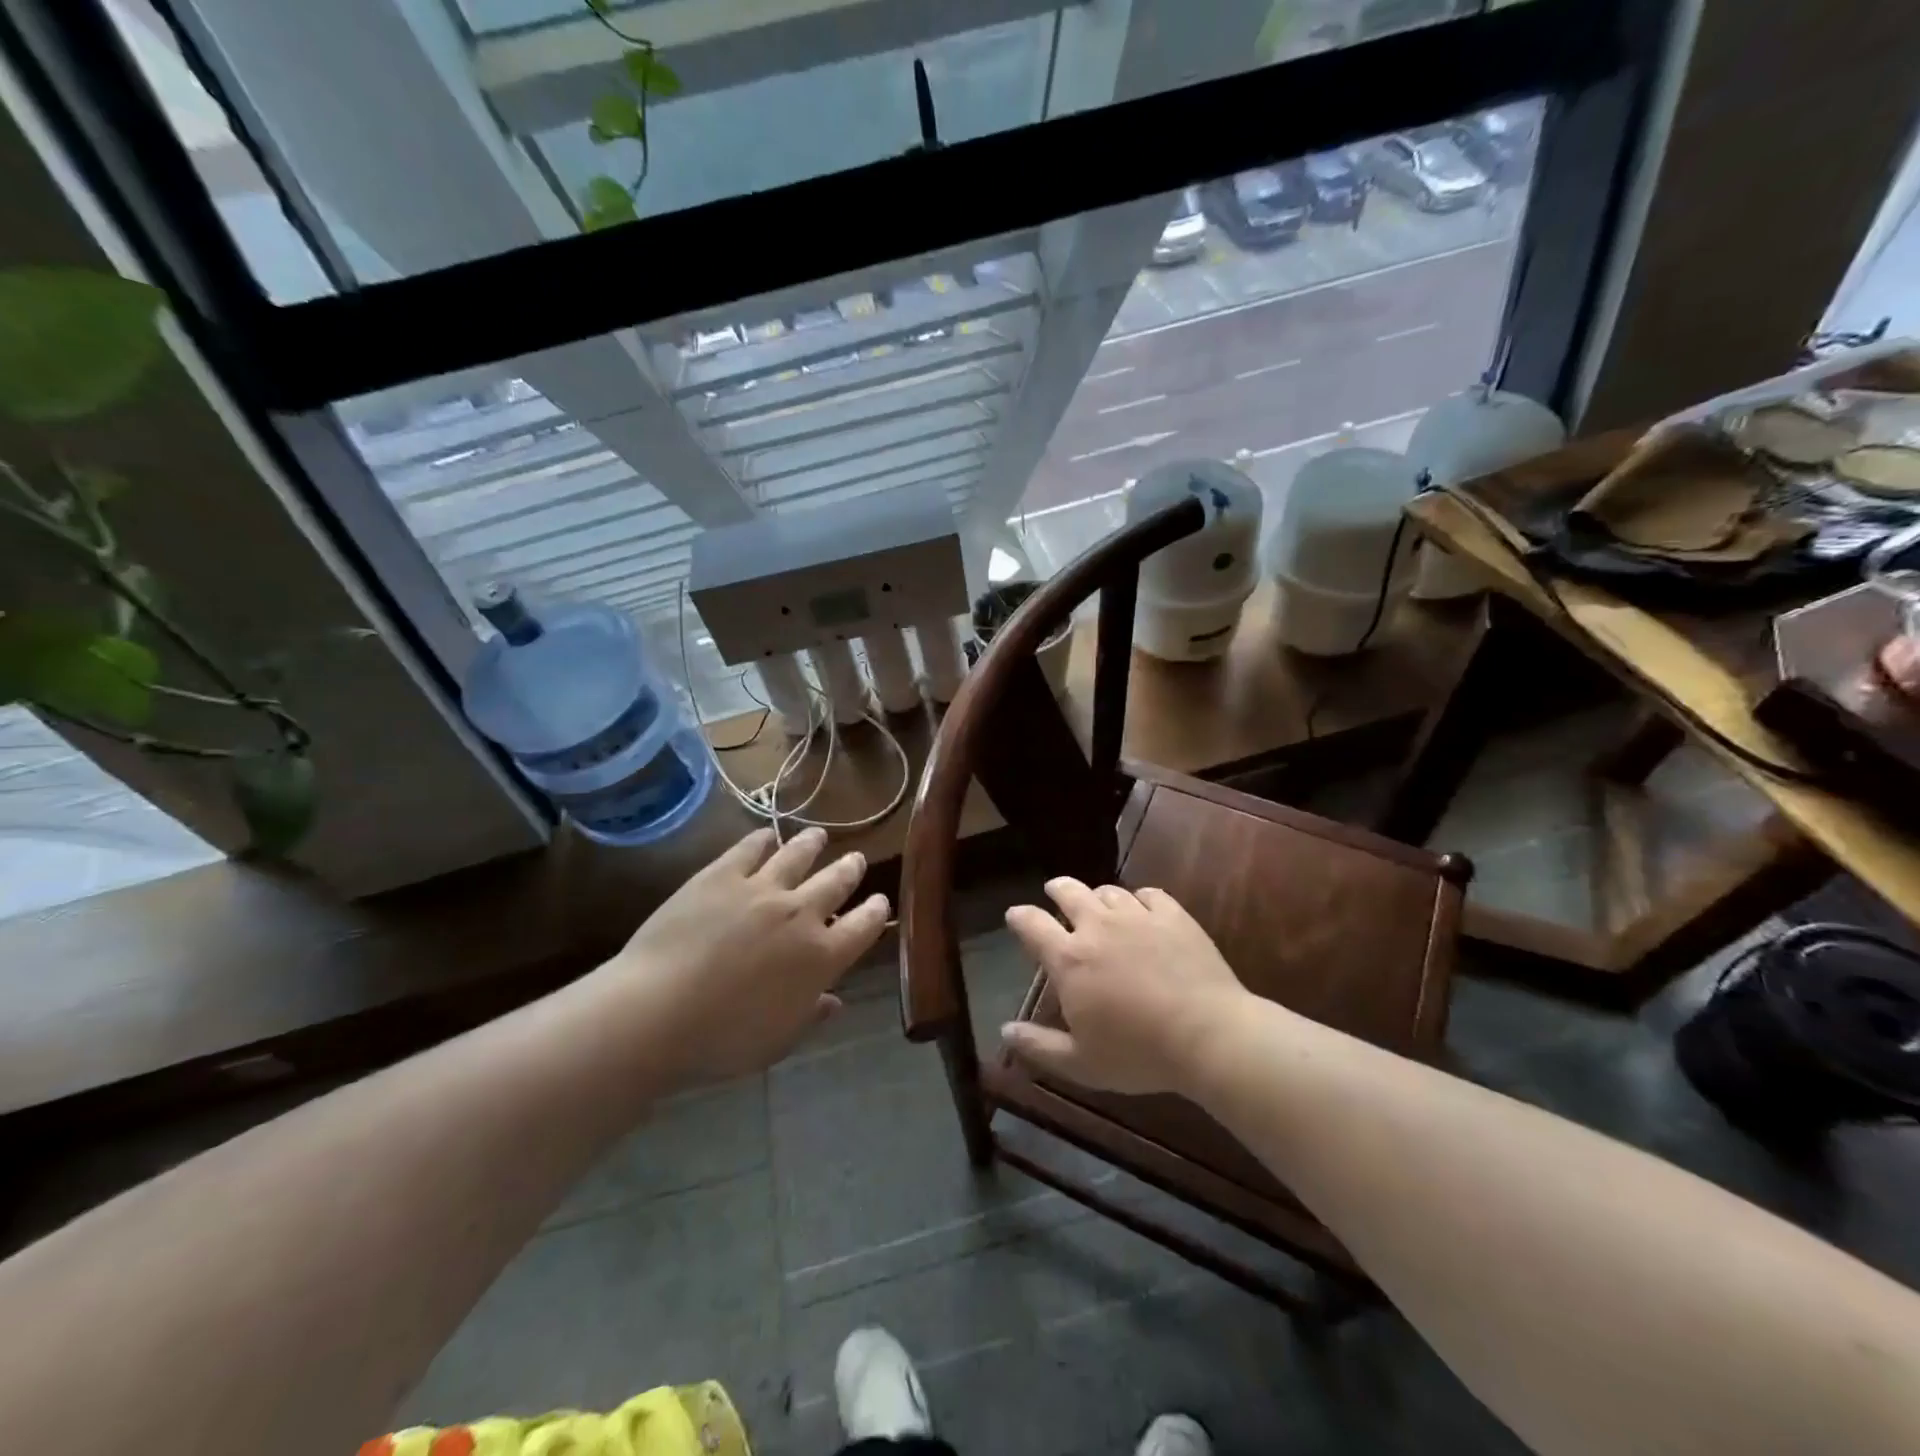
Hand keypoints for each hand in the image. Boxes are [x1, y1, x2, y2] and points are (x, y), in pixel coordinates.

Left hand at [596, 827, 888, 1088]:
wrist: (657, 1012)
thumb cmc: (722, 1040)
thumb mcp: (777, 1041)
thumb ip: (810, 1015)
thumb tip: (834, 1002)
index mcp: (821, 957)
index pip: (863, 927)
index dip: (875, 912)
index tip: (880, 902)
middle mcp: (800, 914)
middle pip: (836, 882)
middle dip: (850, 869)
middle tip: (856, 860)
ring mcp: (761, 889)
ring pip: (797, 856)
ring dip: (812, 844)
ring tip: (818, 836)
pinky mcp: (721, 875)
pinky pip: (749, 849)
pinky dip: (762, 839)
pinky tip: (766, 835)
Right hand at [1001, 878, 1247, 1095]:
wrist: (1209, 1035)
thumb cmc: (1139, 1054)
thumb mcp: (1081, 1064)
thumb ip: (1039, 1046)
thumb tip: (1005, 1031)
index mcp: (1069, 959)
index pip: (1032, 924)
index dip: (1019, 917)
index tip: (1015, 916)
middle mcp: (1098, 926)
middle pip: (1069, 891)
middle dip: (1057, 889)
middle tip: (1054, 892)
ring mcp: (1138, 916)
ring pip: (1109, 891)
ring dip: (1098, 896)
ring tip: (1100, 905)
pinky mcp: (1173, 915)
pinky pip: (1150, 894)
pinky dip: (1140, 899)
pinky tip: (1144, 910)